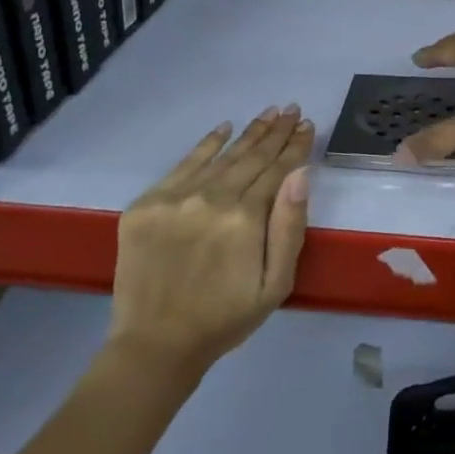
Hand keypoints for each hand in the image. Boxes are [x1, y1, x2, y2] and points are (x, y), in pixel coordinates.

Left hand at [108, 107, 314, 375]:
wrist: (155, 345)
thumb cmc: (225, 318)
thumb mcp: (276, 284)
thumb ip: (290, 227)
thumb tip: (300, 173)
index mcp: (245, 219)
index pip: (278, 170)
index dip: (295, 146)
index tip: (307, 124)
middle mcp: (211, 199)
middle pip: (252, 157)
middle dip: (275, 131)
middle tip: (292, 108)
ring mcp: (175, 198)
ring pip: (221, 156)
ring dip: (248, 133)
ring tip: (268, 112)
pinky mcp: (146, 204)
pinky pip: (183, 164)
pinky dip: (206, 144)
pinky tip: (224, 128)